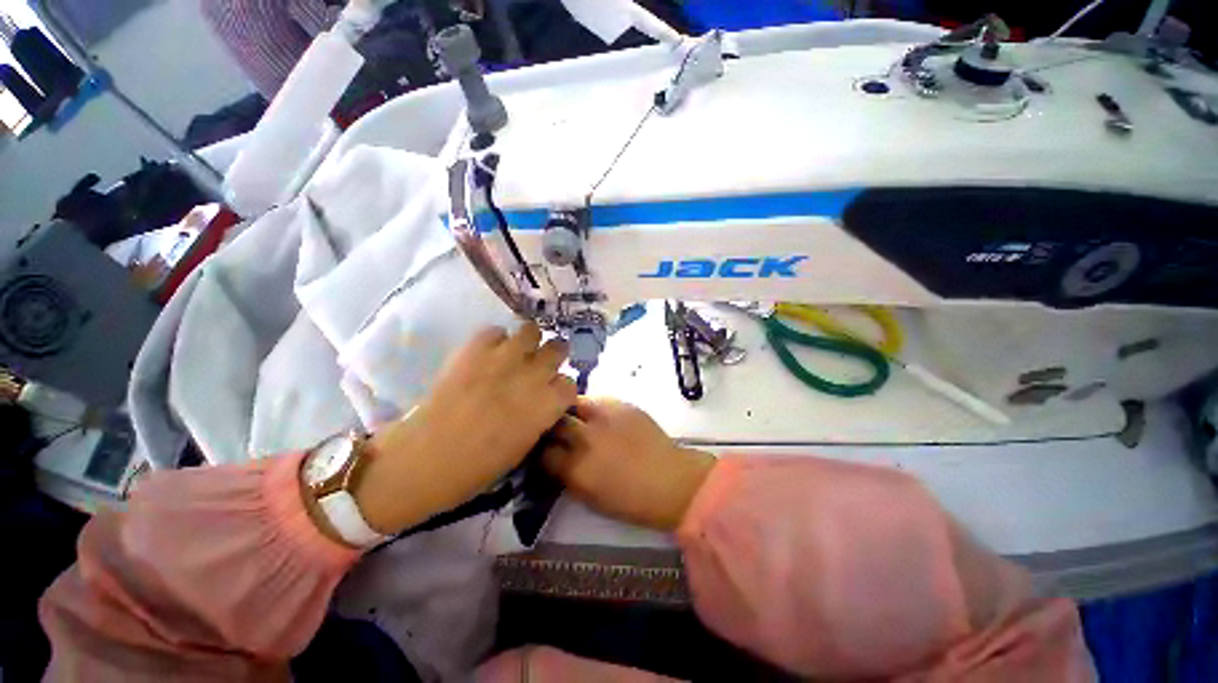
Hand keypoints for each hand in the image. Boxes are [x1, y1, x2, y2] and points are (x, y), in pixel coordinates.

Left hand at [351, 323, 576, 535]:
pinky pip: (495, 332)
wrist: (424, 458)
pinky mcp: (475, 349)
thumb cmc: (478, 467)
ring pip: (531, 330)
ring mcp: (504, 357)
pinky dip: (495, 341)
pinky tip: (487, 355)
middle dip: (552, 356)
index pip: (570, 383)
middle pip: (558, 348)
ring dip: (527, 342)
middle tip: (538, 367)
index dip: (560, 388)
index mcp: (548, 404)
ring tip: (515, 354)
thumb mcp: (525, 446)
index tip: (550, 394)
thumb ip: (541, 417)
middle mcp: (533, 375)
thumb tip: (544, 402)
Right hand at [543, 398, 715, 530]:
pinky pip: (595, 399)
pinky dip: (590, 406)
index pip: (543, 453)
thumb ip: (566, 475)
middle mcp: (585, 438)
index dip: (541, 452)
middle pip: (554, 423)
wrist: (670, 479)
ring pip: (572, 403)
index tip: (544, 451)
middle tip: (555, 431)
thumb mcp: (589, 496)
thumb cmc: (630, 499)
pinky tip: (596, 415)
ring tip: (572, 417)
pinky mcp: (619, 404)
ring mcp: (603, 417)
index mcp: (575, 469)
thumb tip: (552, 459)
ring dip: (568, 411)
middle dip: (551, 427)